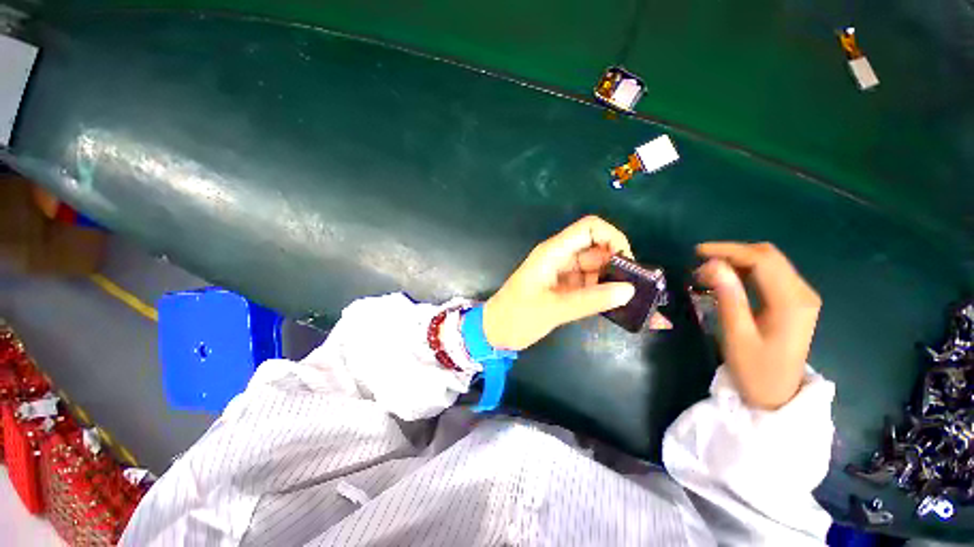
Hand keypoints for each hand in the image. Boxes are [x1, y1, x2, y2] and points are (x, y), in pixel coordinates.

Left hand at [483, 216, 637, 350]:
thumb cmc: (517, 317)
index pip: (589, 228)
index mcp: (553, 253)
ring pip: (597, 268)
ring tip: (637, 303)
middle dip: (620, 265)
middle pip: (598, 249)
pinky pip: (591, 285)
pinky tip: (620, 308)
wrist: (496, 332)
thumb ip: (590, 300)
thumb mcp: (552, 309)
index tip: (628, 263)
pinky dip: (605, 294)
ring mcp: (564, 274)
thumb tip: (629, 290)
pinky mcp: (566, 289)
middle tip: (640, 290)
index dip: (612, 237)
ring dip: (616, 282)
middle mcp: (561, 258)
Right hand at [696, 242, 820, 409]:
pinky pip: (770, 274)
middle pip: (768, 256)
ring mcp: (801, 297)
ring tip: (708, 272)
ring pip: (769, 262)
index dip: (729, 250)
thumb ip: (728, 297)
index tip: (697, 252)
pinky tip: (727, 279)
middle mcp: (802, 293)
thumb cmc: (755, 369)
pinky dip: (746, 270)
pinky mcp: (794, 302)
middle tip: (700, 262)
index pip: (762, 260)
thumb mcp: (737, 335)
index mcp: (791, 302)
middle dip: (732, 252)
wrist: (778, 395)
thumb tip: (712, 265)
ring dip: (737, 261)